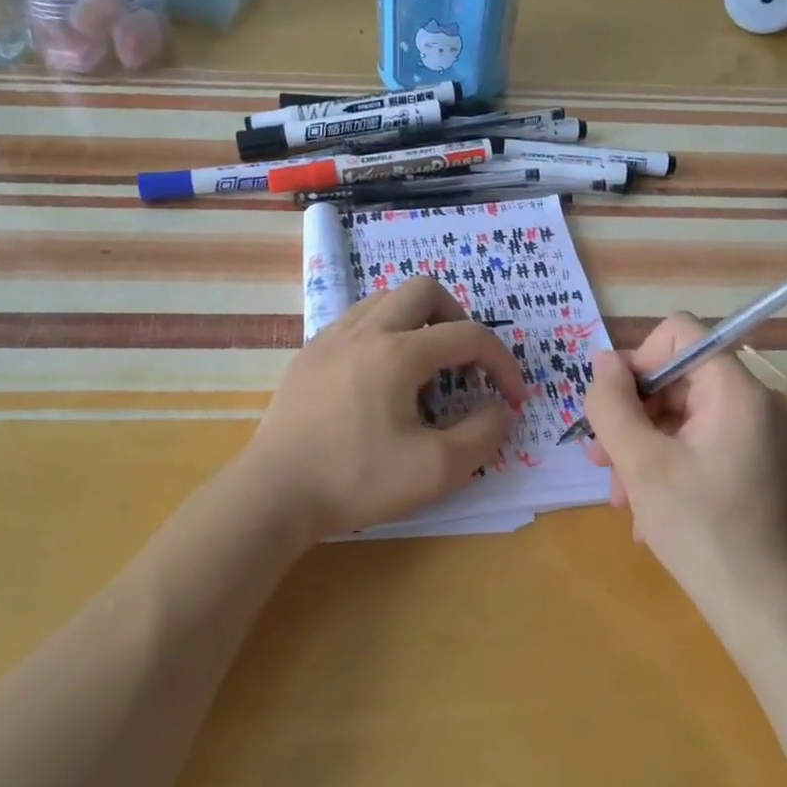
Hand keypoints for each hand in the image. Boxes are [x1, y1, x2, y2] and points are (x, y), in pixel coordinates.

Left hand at [244, 277, 529, 540]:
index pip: (468, 336)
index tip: (513, 398)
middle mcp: (363, 330)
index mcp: (397, 352)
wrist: (274, 494)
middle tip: (465, 364)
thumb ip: (483, 434)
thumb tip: (500, 408)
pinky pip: (357, 322)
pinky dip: (384, 335)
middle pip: (425, 291)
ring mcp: (330, 338)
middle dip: (459, 320)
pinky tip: (380, 382)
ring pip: (386, 300)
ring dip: (418, 323)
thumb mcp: (436, 469)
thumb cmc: (356, 480)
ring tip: (423, 372)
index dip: (502, 363)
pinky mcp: (308, 355)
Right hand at [584, 313, 786, 613]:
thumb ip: (613, 404)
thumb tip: (602, 361)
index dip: (637, 361)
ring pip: (681, 416)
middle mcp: (755, 402)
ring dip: (640, 449)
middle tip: (601, 463)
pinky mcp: (755, 464)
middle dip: (631, 417)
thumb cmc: (700, 528)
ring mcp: (759, 435)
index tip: (612, 409)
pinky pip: (699, 444)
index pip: (679, 332)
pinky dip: (666, 466)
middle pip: (676, 379)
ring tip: (620, 497)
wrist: (763, 607)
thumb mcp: (640, 463)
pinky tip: (647, 511)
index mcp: (736, 390)